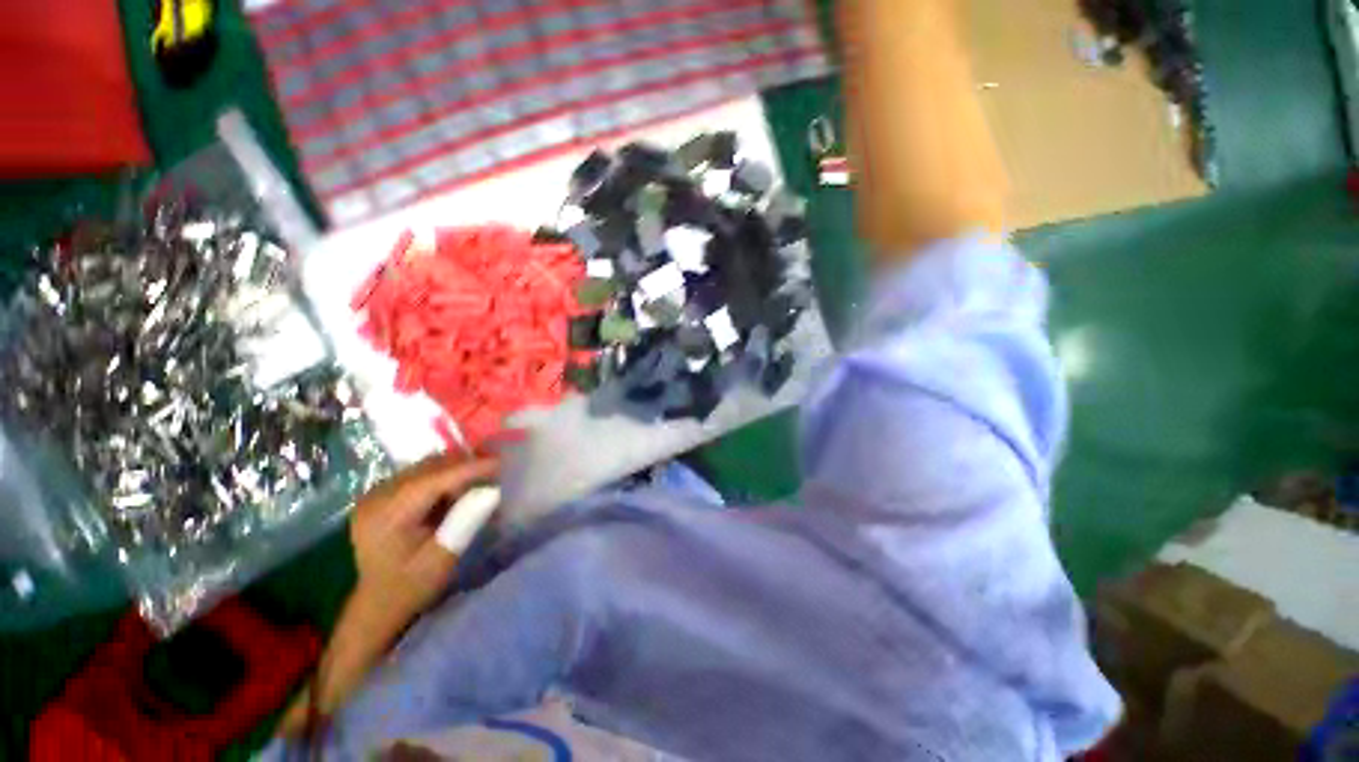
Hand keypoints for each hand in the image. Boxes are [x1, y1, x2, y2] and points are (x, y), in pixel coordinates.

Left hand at [277, 454, 498, 737]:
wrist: (379, 602)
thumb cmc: (411, 587)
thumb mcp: (442, 559)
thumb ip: (465, 521)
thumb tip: (492, 489)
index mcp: (384, 516)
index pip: (432, 480)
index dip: (469, 468)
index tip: (501, 462)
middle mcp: (375, 497)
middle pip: (429, 467)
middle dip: (465, 465)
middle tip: (497, 470)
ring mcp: (376, 493)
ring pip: (426, 466)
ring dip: (456, 469)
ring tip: (480, 479)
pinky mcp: (383, 493)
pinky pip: (421, 474)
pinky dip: (445, 475)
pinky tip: (458, 488)